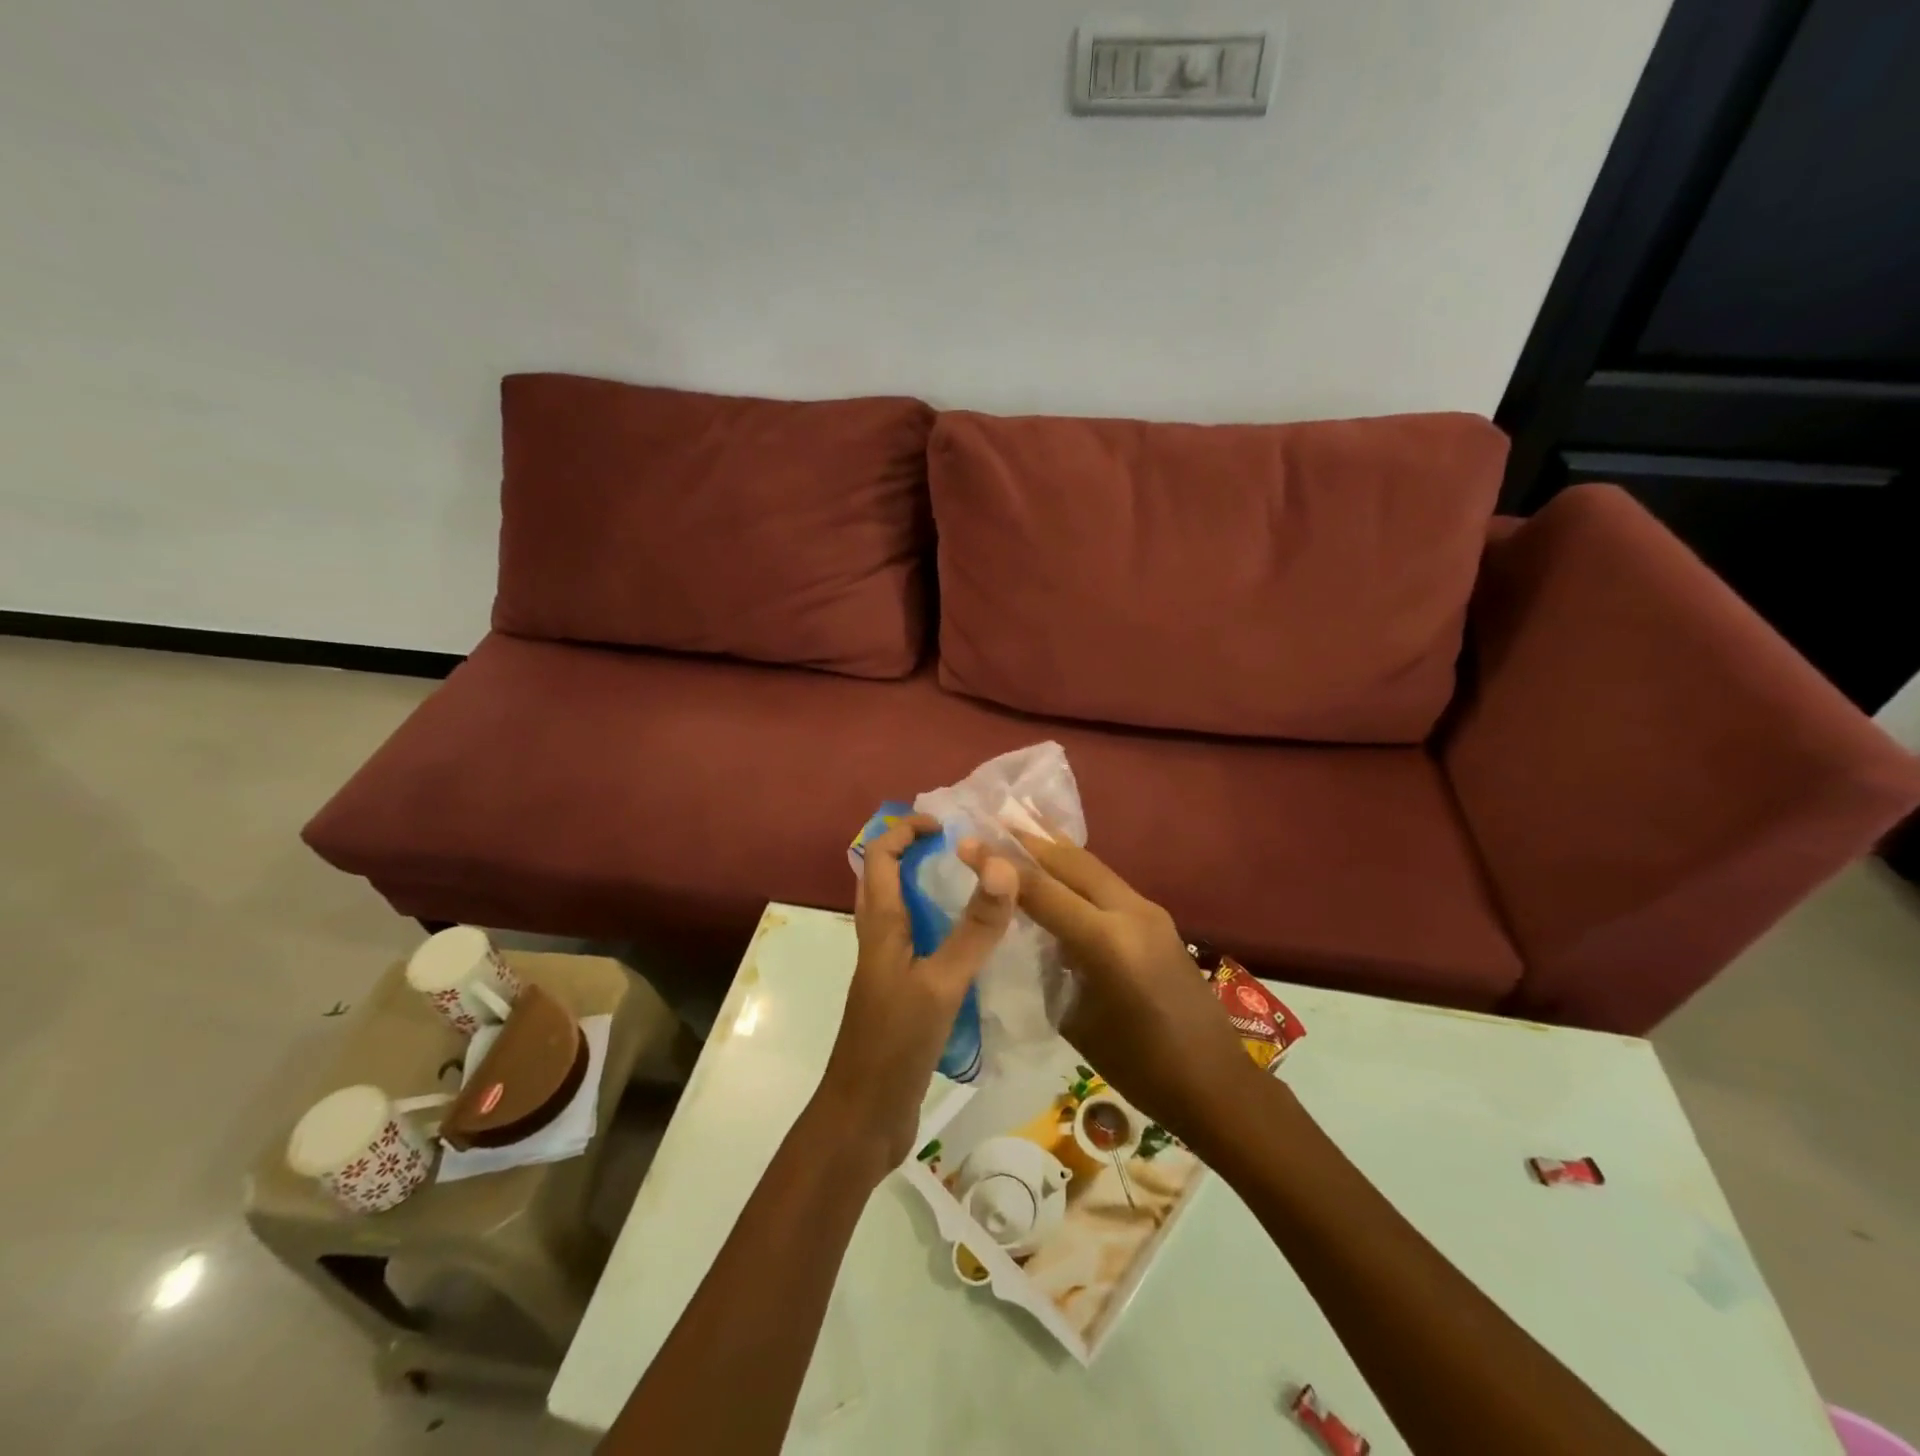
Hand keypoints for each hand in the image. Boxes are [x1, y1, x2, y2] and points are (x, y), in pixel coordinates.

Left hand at [815, 815, 1018, 1178]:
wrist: (863, 1117)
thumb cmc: (895, 1044)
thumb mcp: (941, 983)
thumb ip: (973, 929)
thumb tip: (1002, 866)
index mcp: (880, 927)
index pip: (881, 856)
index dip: (906, 830)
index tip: (946, 826)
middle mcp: (879, 940)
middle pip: (886, 879)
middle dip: (917, 854)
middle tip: (964, 851)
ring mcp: (888, 969)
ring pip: (904, 913)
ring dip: (930, 891)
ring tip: (977, 889)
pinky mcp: (900, 995)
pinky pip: (919, 945)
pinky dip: (941, 929)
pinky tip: (977, 946)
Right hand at [963, 831, 1261, 1151]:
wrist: (1215, 1083)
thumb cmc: (1139, 1068)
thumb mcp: (1077, 1020)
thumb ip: (1052, 966)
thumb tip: (1033, 936)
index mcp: (1107, 943)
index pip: (1042, 890)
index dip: (1000, 865)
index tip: (967, 843)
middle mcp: (1131, 913)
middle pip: (1072, 862)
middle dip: (1030, 840)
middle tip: (993, 821)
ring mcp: (1150, 912)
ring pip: (1093, 867)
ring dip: (1055, 852)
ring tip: (1020, 832)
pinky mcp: (1158, 919)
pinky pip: (1108, 884)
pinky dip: (1077, 872)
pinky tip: (1058, 872)